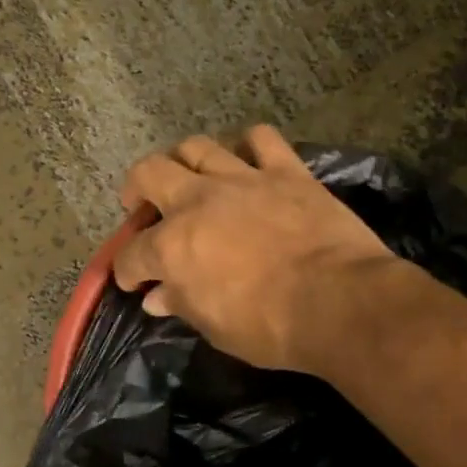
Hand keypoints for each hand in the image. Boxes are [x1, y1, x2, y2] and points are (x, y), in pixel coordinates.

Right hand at [112, 126, 395, 371]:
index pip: (132, 254)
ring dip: (184, 160)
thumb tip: (157, 297)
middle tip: (142, 206)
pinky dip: (248, 146)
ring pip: (197, 147)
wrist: (339, 302)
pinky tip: (248, 160)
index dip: (126, 269)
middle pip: (149, 173)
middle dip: (136, 189)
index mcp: (172, 247)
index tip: (133, 281)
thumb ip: (182, 303)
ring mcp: (243, 179)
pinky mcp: (286, 171)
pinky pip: (261, 139)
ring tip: (189, 177)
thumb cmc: (269, 327)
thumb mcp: (215, 328)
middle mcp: (198, 201)